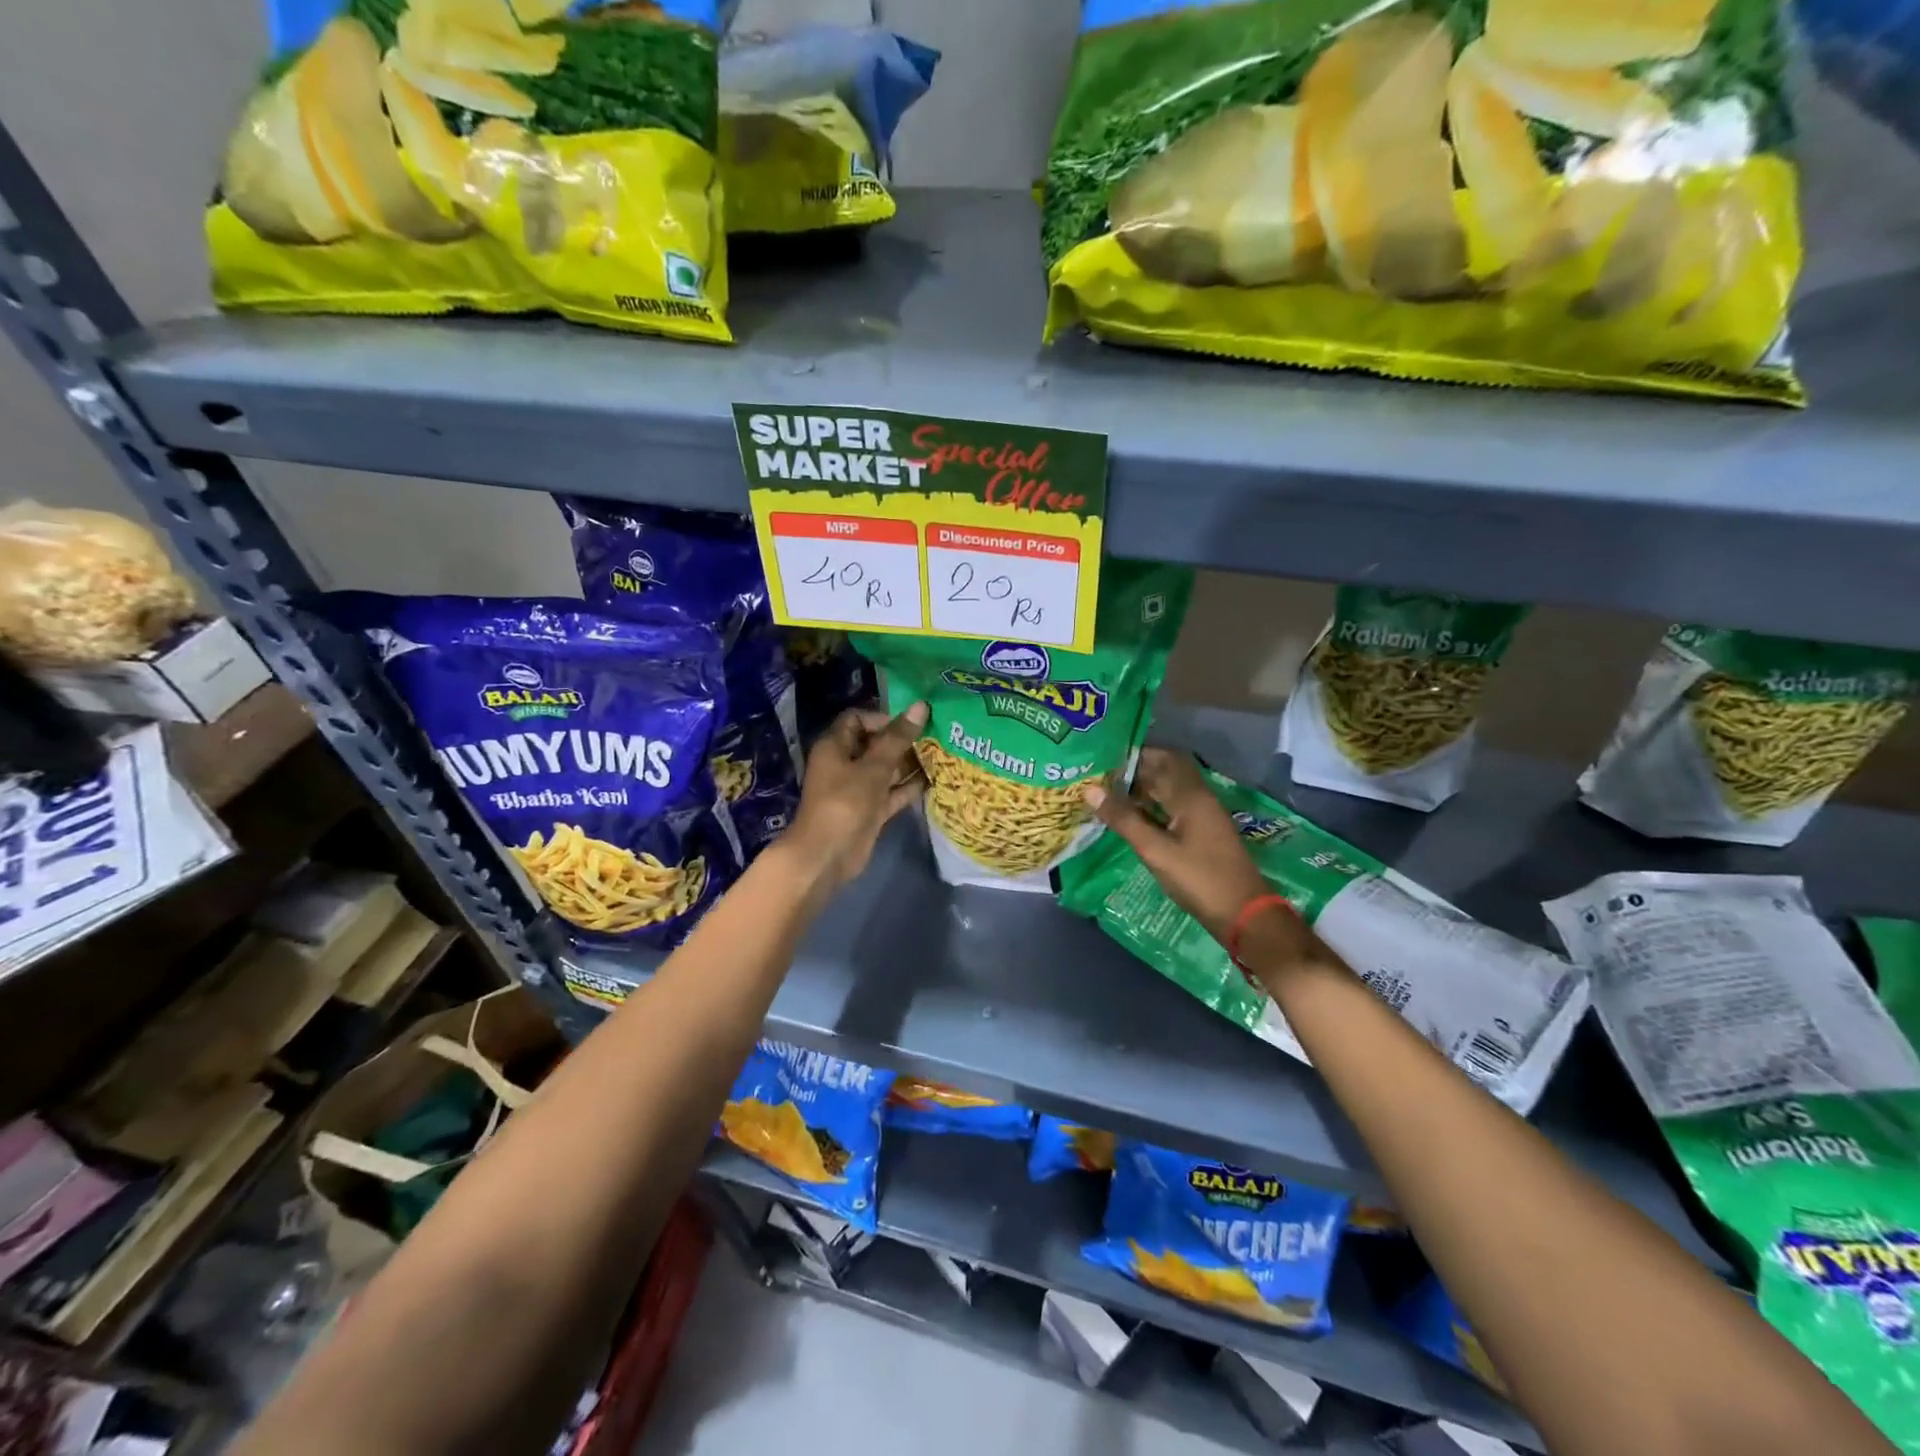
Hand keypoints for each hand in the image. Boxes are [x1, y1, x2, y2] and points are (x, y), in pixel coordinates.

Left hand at [784, 703, 928, 889]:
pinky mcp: (870, 810)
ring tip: (942, 753)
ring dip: (910, 763)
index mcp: (835, 746)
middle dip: (903, 740)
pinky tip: (936, 779)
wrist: (827, 855)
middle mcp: (845, 763)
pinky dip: (909, 787)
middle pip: (875, 743)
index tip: (911, 722)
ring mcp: (858, 788)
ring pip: (886, 769)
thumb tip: (921, 706)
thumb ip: (898, 738)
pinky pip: (892, 792)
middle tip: (936, 734)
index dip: (883, 717)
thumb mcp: (874, 767)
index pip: (857, 719)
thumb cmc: (846, 802)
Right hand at [1082, 749, 1283, 946]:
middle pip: (1167, 773)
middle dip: (1137, 771)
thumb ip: (1124, 819)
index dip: (1137, 753)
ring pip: (1170, 792)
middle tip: (1102, 776)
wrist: (1243, 914)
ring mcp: (1203, 817)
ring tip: (1109, 794)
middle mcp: (1199, 799)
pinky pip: (1174, 808)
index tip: (1106, 756)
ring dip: (1144, 790)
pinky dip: (1153, 807)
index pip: (1163, 758)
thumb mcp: (1155, 850)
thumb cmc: (1199, 879)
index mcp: (1191, 796)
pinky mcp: (1203, 834)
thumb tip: (1090, 790)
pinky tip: (1132, 818)